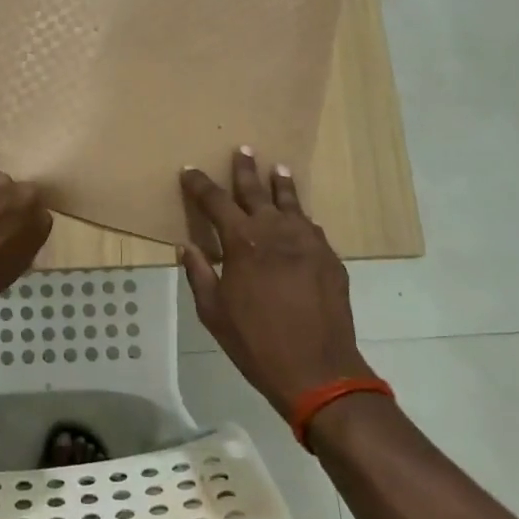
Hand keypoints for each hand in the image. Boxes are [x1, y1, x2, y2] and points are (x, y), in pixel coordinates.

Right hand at [179, 149, 374, 418]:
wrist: (318, 369)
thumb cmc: (256, 342)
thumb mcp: (213, 311)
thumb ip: (200, 274)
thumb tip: (188, 247)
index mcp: (242, 241)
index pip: (216, 201)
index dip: (200, 185)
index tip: (190, 171)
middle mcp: (275, 231)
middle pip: (256, 191)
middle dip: (245, 169)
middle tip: (243, 149)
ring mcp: (308, 242)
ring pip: (291, 203)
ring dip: (281, 184)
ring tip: (278, 168)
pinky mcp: (330, 257)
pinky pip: (311, 228)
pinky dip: (300, 218)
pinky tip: (300, 217)